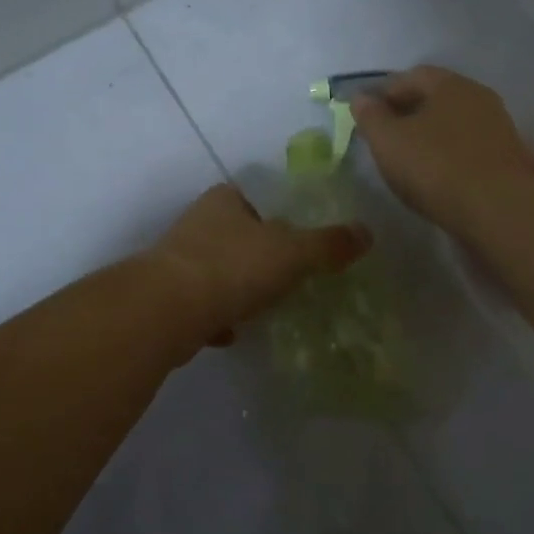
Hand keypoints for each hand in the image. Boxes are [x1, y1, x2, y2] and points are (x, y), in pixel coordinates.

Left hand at [147, 184, 369, 356]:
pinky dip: (217, 318)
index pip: (255, 199)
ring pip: (218, 271)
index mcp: (224, 201)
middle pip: (237, 236)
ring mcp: (178, 261)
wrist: (166, 311)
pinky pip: (201, 305)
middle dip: (259, 258)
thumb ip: (328, 244)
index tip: (297, 242)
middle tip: (288, 279)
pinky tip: (233, 334)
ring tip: (264, 309)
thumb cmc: (232, 266)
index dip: (278, 217)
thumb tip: (366, 233)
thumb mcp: (292, 252)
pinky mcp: (166, 298)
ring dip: (237, 289)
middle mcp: (197, 223)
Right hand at [351, 66, 533, 230]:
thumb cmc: (436, 166)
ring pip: (453, 123)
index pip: (411, 76)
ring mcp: (498, 127)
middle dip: (408, 113)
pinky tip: (437, 176)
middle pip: (436, 98)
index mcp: (450, 84)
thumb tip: (361, 99)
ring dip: (430, 135)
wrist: (500, 210)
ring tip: (409, 160)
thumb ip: (370, 116)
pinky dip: (449, 154)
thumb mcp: (388, 141)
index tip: (367, 116)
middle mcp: (478, 97)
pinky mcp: (508, 158)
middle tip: (385, 138)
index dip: (385, 93)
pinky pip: (468, 147)